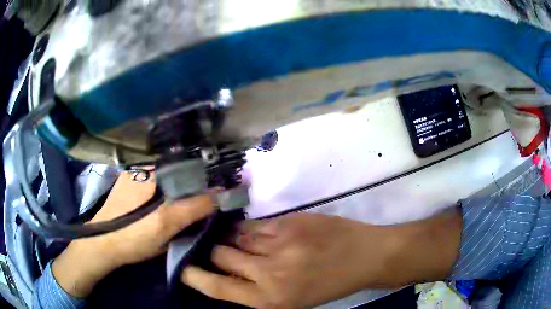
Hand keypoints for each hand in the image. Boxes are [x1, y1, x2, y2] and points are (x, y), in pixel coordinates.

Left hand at [52, 172, 213, 296]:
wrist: (103, 245)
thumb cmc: (132, 236)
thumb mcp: (165, 225)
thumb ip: (193, 208)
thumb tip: (221, 194)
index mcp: (151, 170)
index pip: (187, 163)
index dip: (207, 175)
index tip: (222, 189)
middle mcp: (144, 166)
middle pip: (179, 168)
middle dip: (198, 181)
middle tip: (212, 200)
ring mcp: (137, 175)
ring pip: (170, 176)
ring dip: (186, 187)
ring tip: (198, 203)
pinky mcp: (133, 186)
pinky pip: (160, 183)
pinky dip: (173, 190)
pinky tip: (175, 205)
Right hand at [181, 211, 460, 307]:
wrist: (365, 257)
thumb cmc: (329, 285)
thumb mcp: (292, 300)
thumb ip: (258, 288)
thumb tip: (228, 272)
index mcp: (271, 299)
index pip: (218, 287)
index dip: (195, 276)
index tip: (183, 267)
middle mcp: (270, 273)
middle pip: (222, 255)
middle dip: (210, 251)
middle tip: (204, 247)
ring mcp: (280, 244)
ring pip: (236, 236)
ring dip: (227, 237)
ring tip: (224, 236)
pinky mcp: (290, 222)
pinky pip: (256, 225)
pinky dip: (248, 228)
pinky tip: (249, 230)